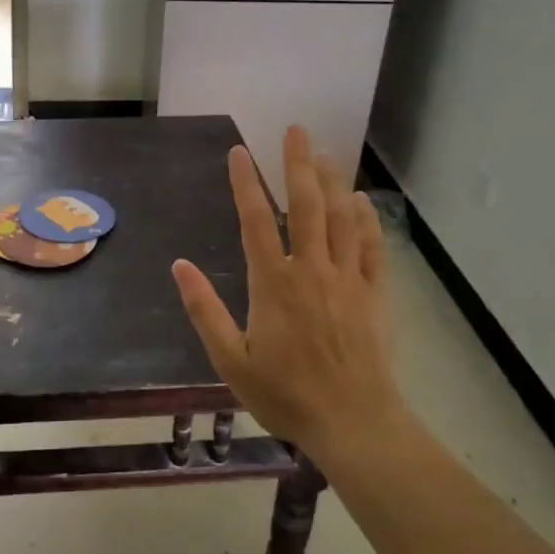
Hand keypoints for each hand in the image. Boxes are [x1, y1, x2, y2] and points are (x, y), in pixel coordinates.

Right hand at [171, 126, 410, 466]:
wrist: (354, 424)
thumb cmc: (286, 395)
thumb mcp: (231, 361)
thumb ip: (205, 310)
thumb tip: (179, 266)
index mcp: (274, 283)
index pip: (257, 220)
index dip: (246, 183)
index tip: (240, 152)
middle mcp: (312, 270)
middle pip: (306, 205)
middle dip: (298, 164)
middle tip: (296, 129)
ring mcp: (348, 279)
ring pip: (342, 218)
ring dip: (332, 182)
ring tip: (324, 154)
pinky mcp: (375, 295)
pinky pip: (372, 248)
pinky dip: (367, 221)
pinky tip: (361, 202)